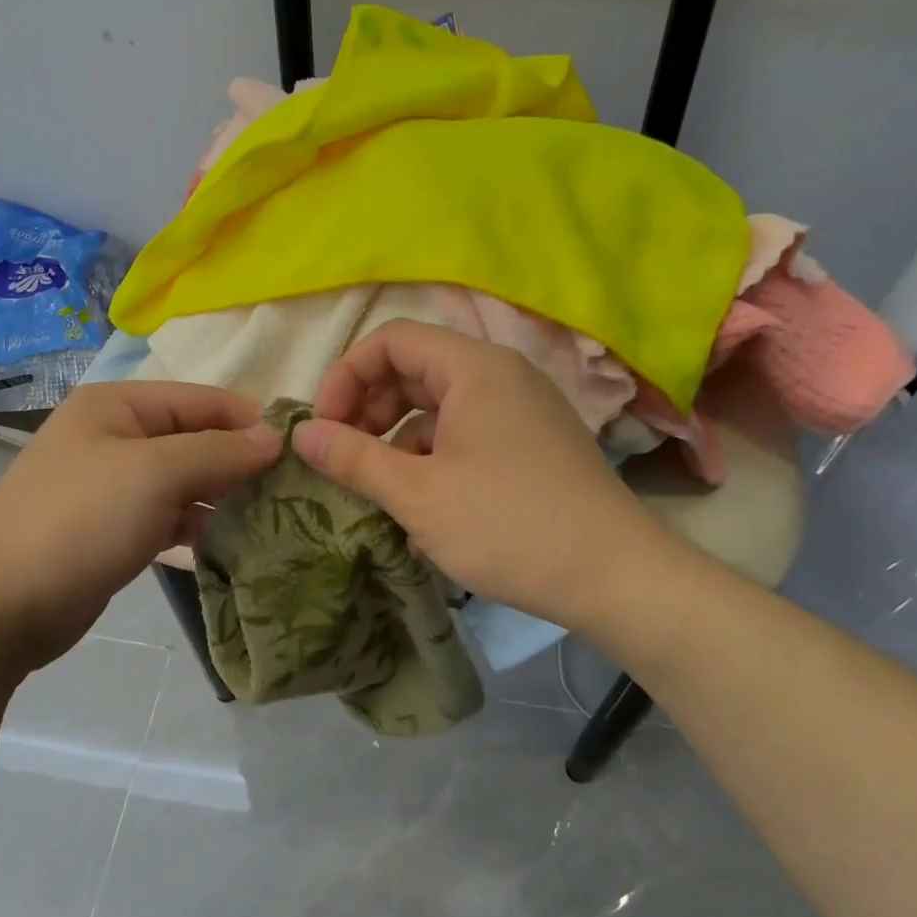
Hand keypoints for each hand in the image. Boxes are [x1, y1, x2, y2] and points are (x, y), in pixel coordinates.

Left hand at [0, 381, 280, 675]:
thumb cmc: (79, 521)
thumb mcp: (154, 474)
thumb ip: (219, 451)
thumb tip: (273, 437)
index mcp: (117, 405)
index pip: (200, 399)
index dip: (248, 419)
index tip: (298, 448)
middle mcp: (115, 437)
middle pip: (195, 439)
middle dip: (240, 461)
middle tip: (293, 488)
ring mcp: (114, 486)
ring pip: (185, 480)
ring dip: (224, 495)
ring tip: (274, 516)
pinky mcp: (115, 529)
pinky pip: (171, 516)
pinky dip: (200, 524)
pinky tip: (233, 542)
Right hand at [293, 321, 671, 629]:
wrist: (615, 577)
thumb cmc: (508, 526)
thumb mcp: (417, 495)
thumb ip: (353, 458)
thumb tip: (301, 433)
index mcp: (474, 368)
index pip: (391, 340)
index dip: (346, 377)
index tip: (324, 428)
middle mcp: (501, 375)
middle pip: (415, 368)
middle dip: (370, 409)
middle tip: (346, 458)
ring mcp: (522, 409)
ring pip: (440, 405)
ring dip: (399, 438)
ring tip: (381, 488)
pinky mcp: (533, 443)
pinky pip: (467, 432)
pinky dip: (434, 456)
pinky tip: (424, 507)